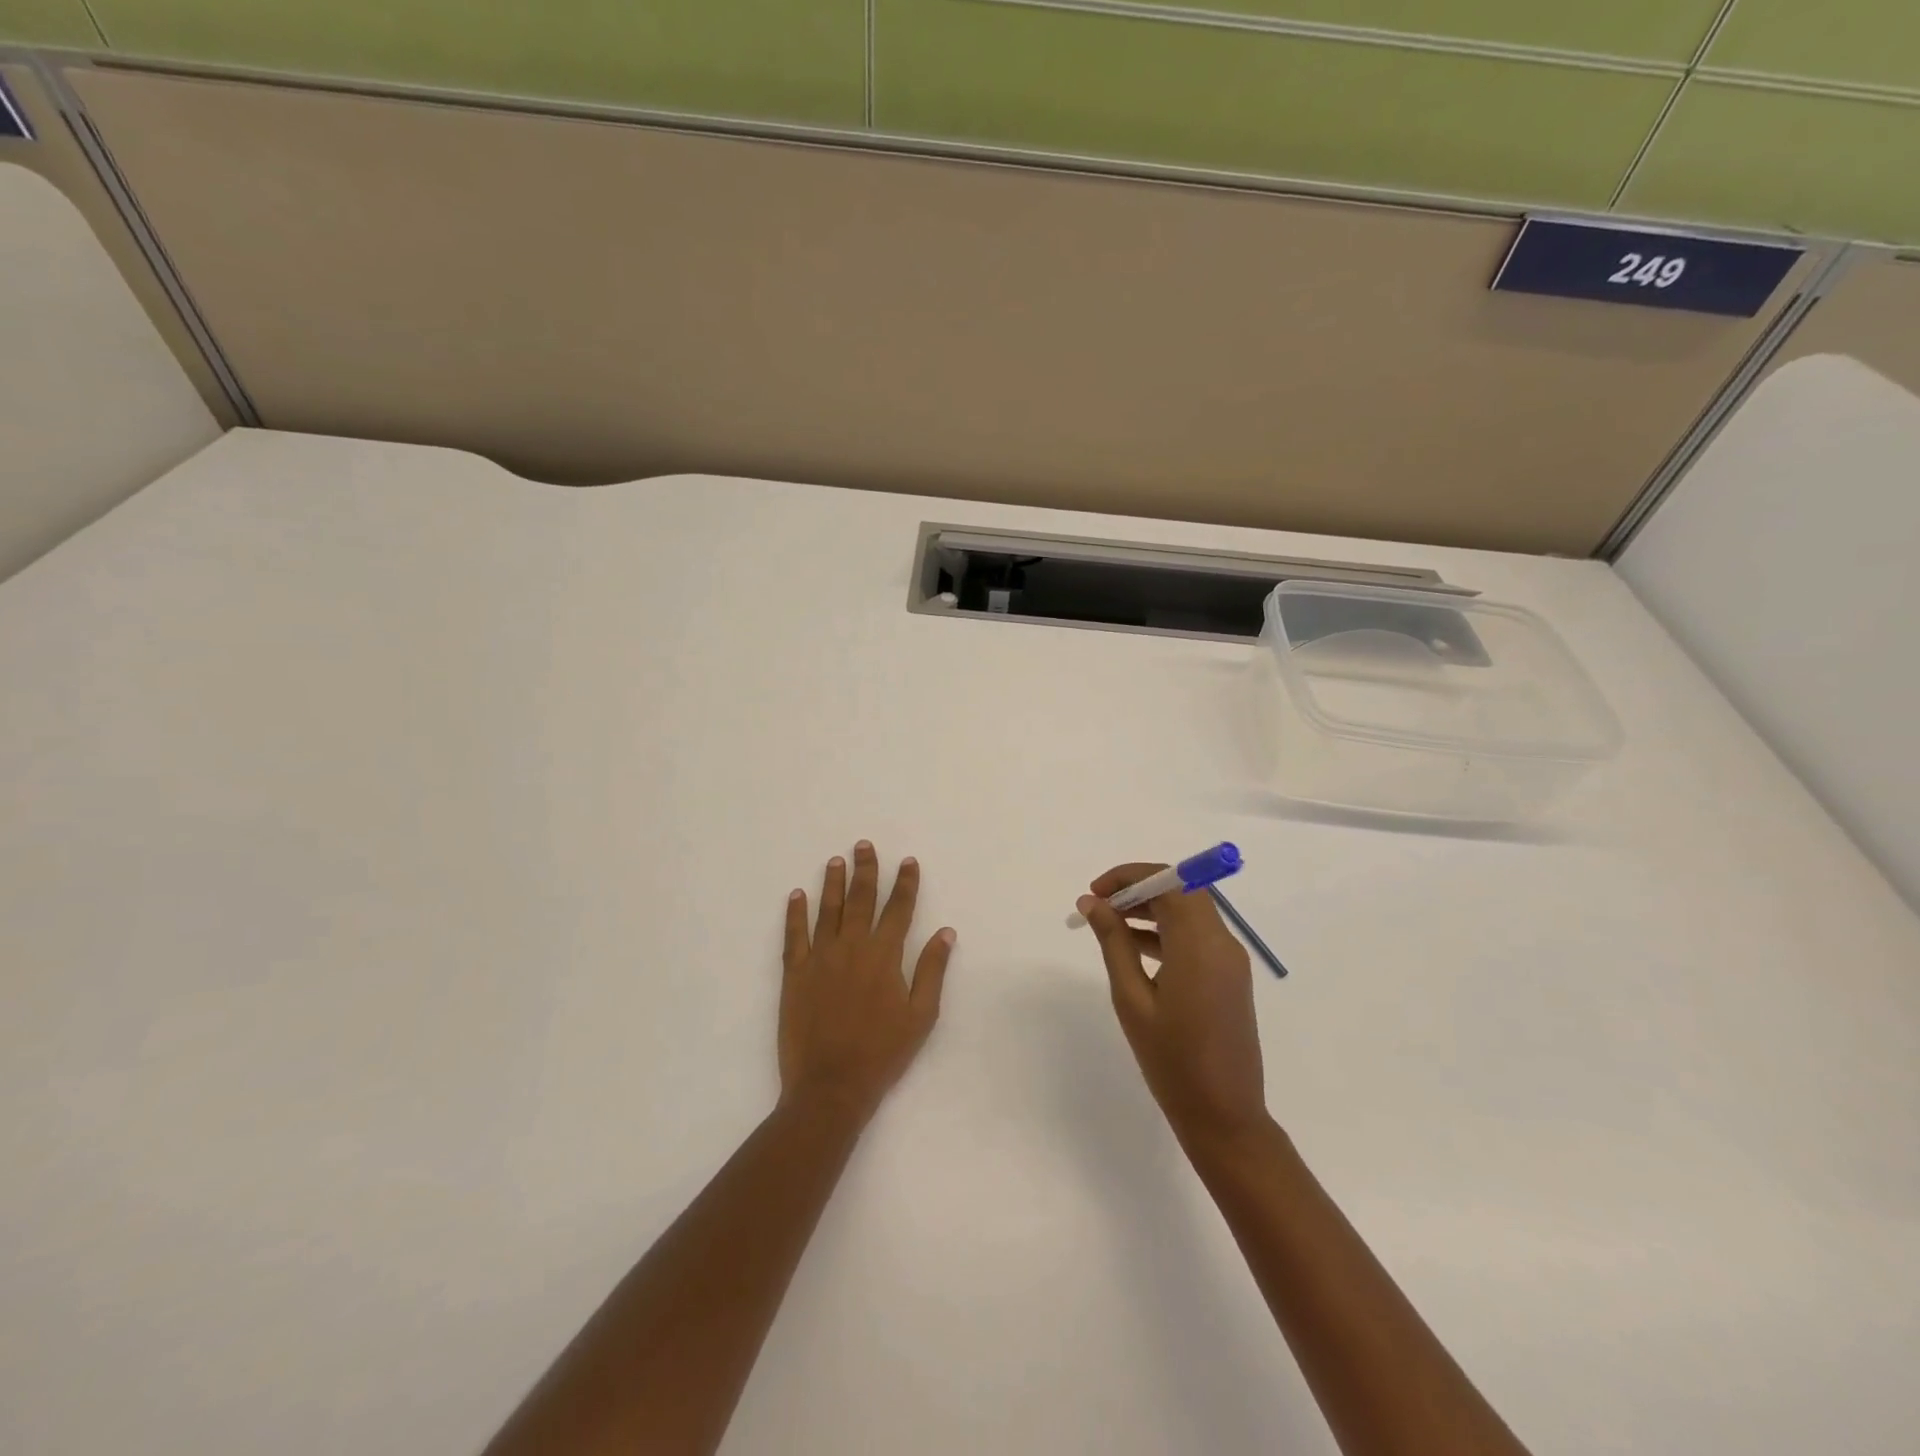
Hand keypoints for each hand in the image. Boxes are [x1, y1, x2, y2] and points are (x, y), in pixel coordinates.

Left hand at [780, 841, 955, 1126]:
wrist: (830, 1085)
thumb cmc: (882, 1053)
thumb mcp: (921, 1016)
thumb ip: (931, 970)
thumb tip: (946, 932)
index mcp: (885, 956)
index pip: (898, 909)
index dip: (905, 883)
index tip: (907, 861)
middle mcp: (852, 947)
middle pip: (861, 899)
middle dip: (866, 870)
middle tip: (865, 845)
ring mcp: (820, 957)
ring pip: (828, 909)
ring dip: (833, 883)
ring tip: (836, 860)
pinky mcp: (794, 973)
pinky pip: (794, 934)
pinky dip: (795, 913)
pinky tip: (797, 895)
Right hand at [1078, 864, 1266, 1143]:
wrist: (1224, 1116)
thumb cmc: (1172, 1061)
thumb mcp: (1132, 999)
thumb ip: (1114, 943)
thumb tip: (1093, 902)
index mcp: (1200, 945)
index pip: (1169, 882)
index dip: (1130, 876)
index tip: (1096, 892)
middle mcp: (1222, 943)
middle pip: (1182, 891)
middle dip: (1139, 888)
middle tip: (1100, 906)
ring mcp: (1230, 961)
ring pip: (1190, 912)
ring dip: (1152, 909)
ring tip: (1110, 924)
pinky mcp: (1230, 977)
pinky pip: (1197, 936)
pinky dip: (1167, 931)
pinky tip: (1135, 948)